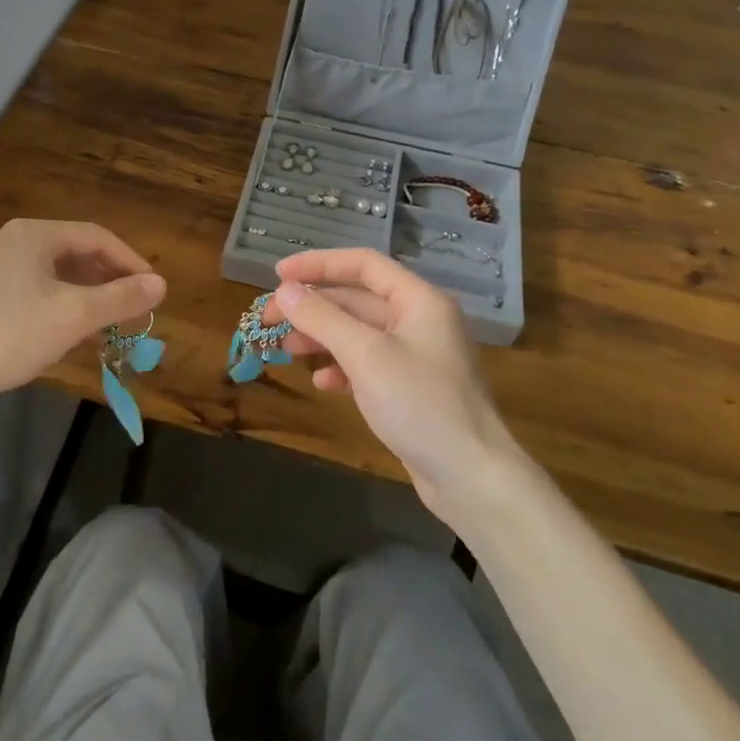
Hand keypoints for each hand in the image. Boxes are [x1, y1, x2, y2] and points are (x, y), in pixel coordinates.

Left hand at [0, 219, 165, 430]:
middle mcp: (7, 240)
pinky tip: (63, 330)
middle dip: (106, 280)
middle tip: (131, 307)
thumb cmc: (9, 336)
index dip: (129, 261)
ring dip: (82, 294)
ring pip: (49, 273)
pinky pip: (27, 288)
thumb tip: (160, 284)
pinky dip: (55, 303)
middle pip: (71, 252)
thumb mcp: (73, 317)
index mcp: (31, 235)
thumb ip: (120, 298)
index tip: (151, 289)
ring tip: (104, 323)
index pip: (95, 236)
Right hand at [270, 248, 523, 517]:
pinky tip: (322, 382)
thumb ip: (322, 318)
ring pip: (359, 333)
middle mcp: (420, 320)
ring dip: (322, 337)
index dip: (318, 264)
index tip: (277, 276)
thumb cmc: (420, 404)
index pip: (363, 264)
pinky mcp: (412, 388)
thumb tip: (284, 291)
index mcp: (419, 300)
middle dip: (312, 307)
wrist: (471, 476)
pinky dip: (342, 367)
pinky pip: (369, 364)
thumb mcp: (365, 355)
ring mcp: (417, 356)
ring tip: (285, 350)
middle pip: (357, 299)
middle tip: (269, 319)